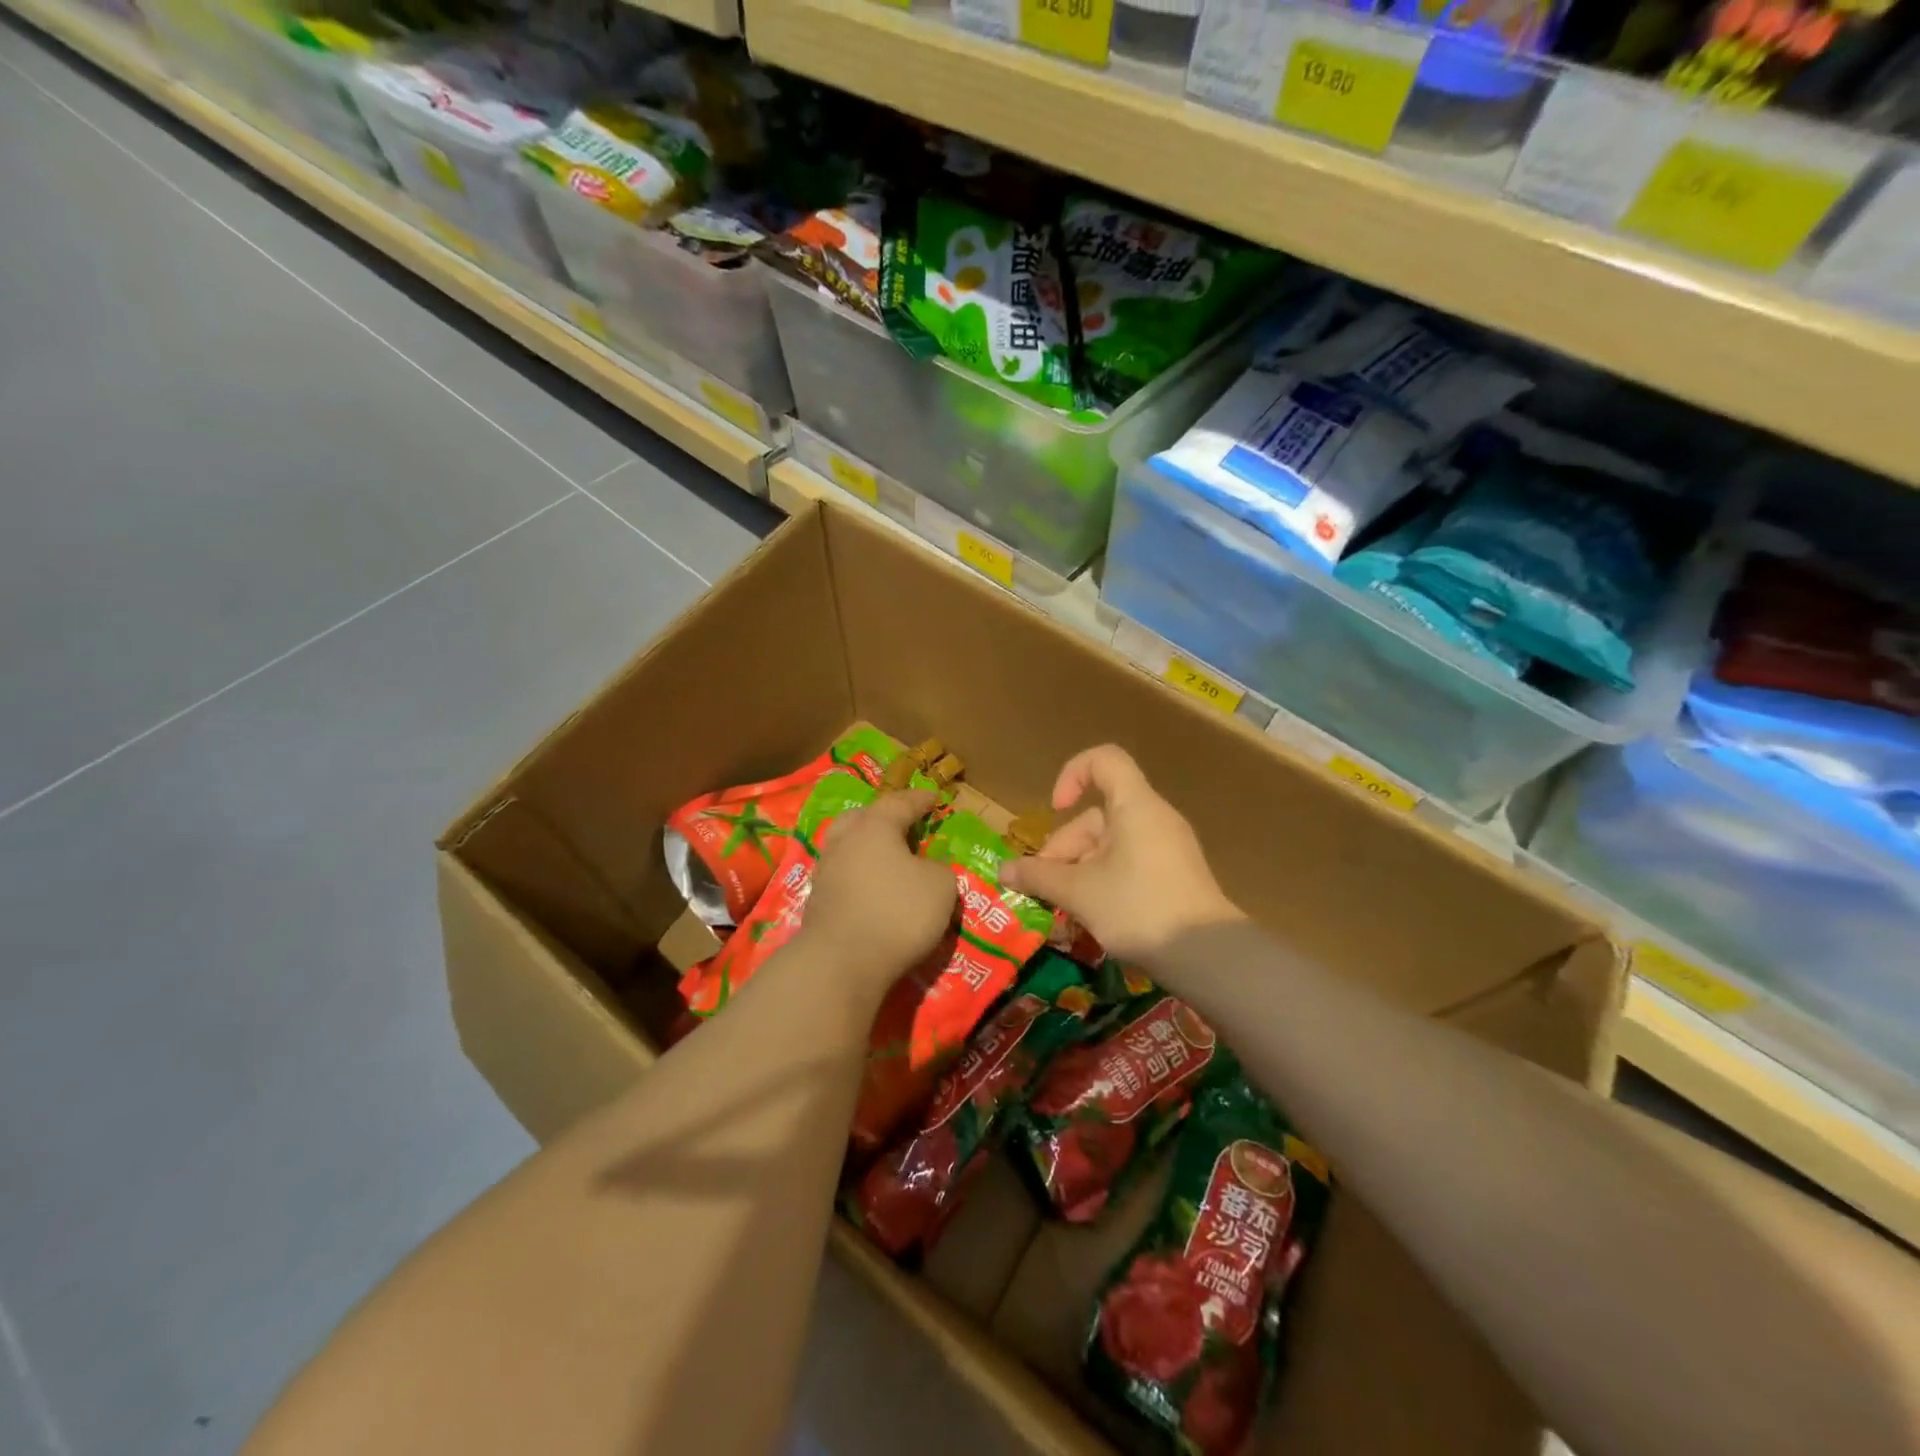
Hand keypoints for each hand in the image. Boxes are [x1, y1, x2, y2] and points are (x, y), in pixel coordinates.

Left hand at [800, 790, 955, 990]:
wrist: (841, 963)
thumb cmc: (897, 912)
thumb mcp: (941, 887)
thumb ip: (939, 869)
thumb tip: (927, 869)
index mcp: (875, 826)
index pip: (900, 802)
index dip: (920, 800)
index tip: (934, 798)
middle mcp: (845, 841)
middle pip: (862, 818)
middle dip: (882, 818)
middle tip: (902, 824)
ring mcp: (826, 871)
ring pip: (848, 848)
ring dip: (868, 850)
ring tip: (889, 860)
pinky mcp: (818, 902)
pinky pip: (844, 877)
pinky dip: (860, 877)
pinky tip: (873, 890)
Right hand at [999, 745, 1241, 961]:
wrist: (1209, 956)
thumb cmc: (1139, 908)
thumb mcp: (1080, 893)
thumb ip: (1038, 877)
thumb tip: (1003, 872)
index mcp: (1135, 806)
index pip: (1103, 760)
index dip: (1072, 775)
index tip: (1055, 810)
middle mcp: (1154, 818)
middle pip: (1098, 816)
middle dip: (1064, 849)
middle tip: (1045, 888)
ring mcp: (1168, 848)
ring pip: (1110, 845)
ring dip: (1079, 870)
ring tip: (1064, 909)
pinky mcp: (1175, 876)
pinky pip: (1129, 864)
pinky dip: (1104, 881)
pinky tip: (1091, 915)